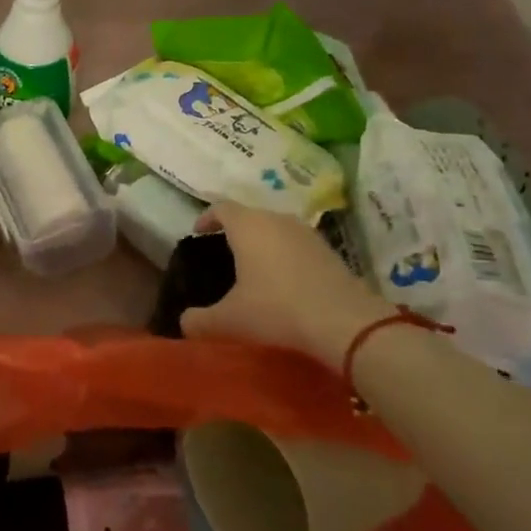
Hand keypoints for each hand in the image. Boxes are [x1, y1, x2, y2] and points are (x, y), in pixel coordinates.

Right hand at [180, 202, 393, 368]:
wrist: (345, 323)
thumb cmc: (277, 310)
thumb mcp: (229, 320)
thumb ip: (199, 320)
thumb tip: (184, 322)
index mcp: (248, 226)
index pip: (221, 207)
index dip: (206, 217)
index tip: (197, 231)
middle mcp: (277, 220)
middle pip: (250, 214)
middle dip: (234, 229)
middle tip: (221, 250)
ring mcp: (307, 233)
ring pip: (275, 227)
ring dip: (262, 241)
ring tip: (252, 265)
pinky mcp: (329, 250)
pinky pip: (296, 243)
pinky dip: (284, 254)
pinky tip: (283, 279)